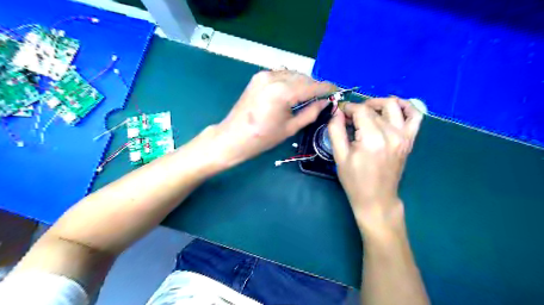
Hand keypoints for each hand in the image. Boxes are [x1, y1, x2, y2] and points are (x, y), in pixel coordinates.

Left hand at [206, 69, 337, 167]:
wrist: (233, 137)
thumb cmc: (262, 138)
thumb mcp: (290, 128)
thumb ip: (310, 113)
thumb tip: (325, 103)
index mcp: (282, 92)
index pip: (312, 86)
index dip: (327, 88)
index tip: (337, 90)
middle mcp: (273, 77)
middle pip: (303, 77)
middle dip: (315, 86)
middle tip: (323, 97)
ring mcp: (264, 75)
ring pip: (292, 74)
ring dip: (303, 82)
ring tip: (310, 96)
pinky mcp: (258, 77)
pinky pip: (281, 74)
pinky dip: (291, 81)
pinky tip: (293, 92)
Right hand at [326, 96, 424, 236]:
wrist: (376, 199)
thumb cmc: (355, 180)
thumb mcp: (339, 156)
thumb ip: (336, 130)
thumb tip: (336, 111)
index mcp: (372, 139)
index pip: (361, 110)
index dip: (348, 107)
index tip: (339, 112)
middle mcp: (391, 134)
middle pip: (374, 109)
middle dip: (358, 108)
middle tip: (348, 118)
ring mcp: (404, 136)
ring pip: (393, 106)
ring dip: (378, 103)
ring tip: (367, 111)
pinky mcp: (410, 140)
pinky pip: (415, 116)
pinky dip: (406, 107)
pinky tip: (394, 107)